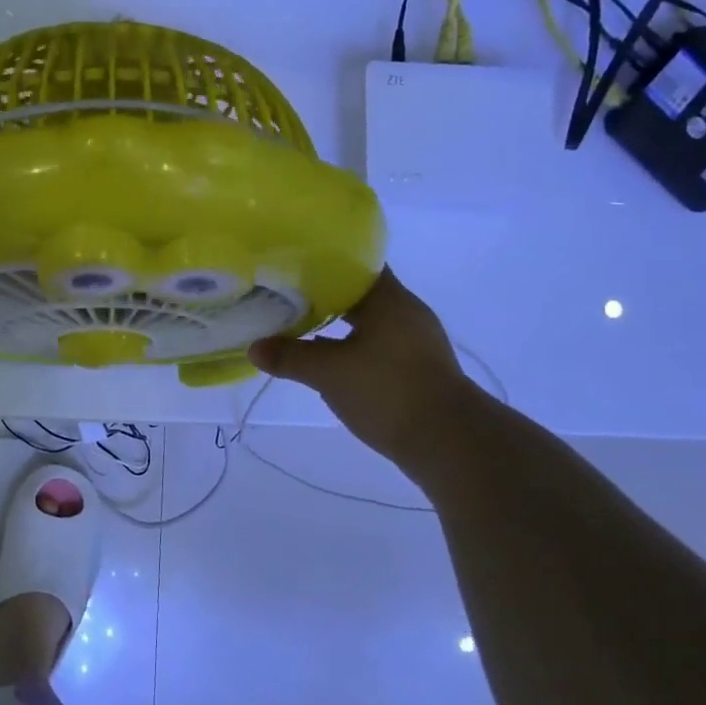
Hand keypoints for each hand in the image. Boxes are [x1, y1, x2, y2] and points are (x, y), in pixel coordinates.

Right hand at [248, 269, 481, 463]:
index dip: (322, 260)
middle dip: (322, 292)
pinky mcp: (415, 368)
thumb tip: (254, 347)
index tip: (290, 261)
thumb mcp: (329, 373)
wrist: (451, 444)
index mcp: (390, 299)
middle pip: (358, 291)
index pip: (356, 263)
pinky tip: (324, 356)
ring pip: (366, 320)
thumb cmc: (389, 392)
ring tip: (297, 321)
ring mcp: (414, 341)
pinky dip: (349, 344)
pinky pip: (374, 343)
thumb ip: (289, 357)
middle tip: (283, 291)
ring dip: (336, 321)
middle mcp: (405, 312)